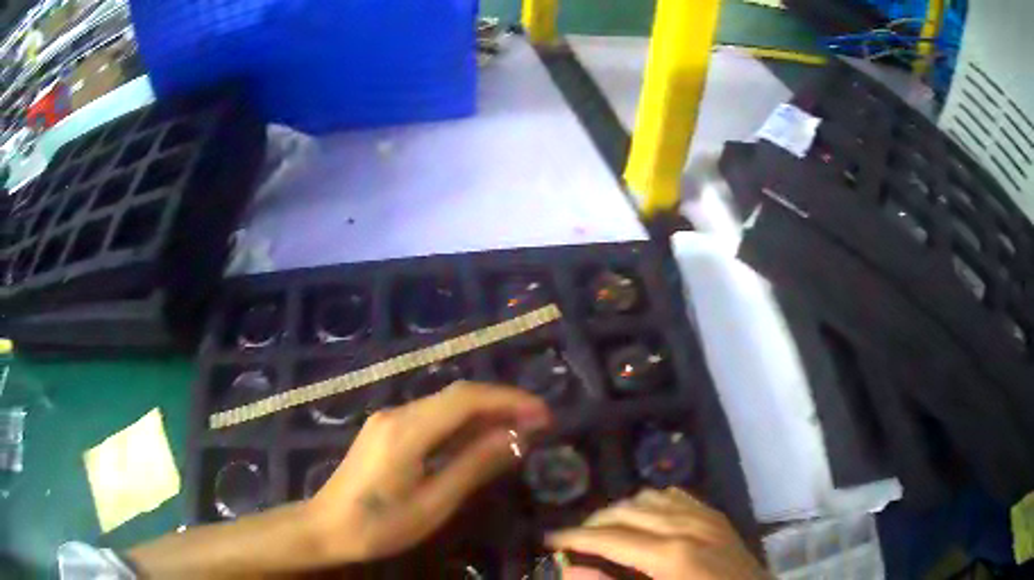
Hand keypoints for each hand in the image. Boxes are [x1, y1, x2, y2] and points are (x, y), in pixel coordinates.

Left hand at [305, 381, 550, 563]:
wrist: (325, 528)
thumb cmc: (379, 525)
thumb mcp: (433, 503)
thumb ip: (474, 466)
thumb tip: (516, 438)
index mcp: (407, 429)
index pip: (467, 399)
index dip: (509, 400)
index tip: (544, 414)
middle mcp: (397, 413)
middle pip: (457, 396)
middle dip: (501, 403)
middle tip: (539, 422)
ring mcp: (388, 420)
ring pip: (445, 405)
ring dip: (483, 413)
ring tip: (518, 430)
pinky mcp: (385, 431)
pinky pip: (431, 418)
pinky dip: (462, 424)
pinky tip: (479, 439)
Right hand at [547, 488, 767, 579]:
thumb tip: (570, 570)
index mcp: (671, 556)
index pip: (609, 537)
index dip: (574, 537)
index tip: (547, 539)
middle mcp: (688, 527)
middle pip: (627, 511)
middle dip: (593, 522)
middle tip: (572, 540)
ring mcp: (706, 518)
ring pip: (651, 497)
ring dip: (622, 511)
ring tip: (605, 530)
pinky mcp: (718, 518)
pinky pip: (678, 497)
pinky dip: (653, 503)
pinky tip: (646, 519)